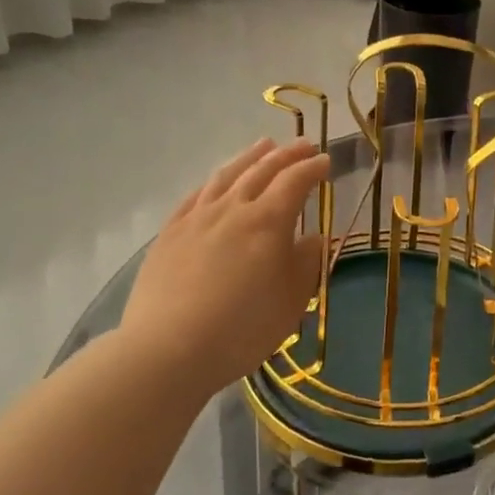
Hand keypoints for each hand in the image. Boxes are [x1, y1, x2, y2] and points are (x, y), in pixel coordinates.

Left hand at [118, 138, 329, 401]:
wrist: (168, 350)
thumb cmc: (243, 328)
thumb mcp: (292, 300)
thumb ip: (306, 262)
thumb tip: (312, 238)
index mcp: (268, 221)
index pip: (295, 181)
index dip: (312, 168)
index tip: (326, 161)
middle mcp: (233, 208)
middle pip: (262, 170)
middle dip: (286, 154)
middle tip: (303, 144)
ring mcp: (197, 218)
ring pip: (227, 175)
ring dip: (250, 157)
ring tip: (263, 145)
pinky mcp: (170, 233)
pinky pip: (195, 195)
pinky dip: (213, 181)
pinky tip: (217, 181)